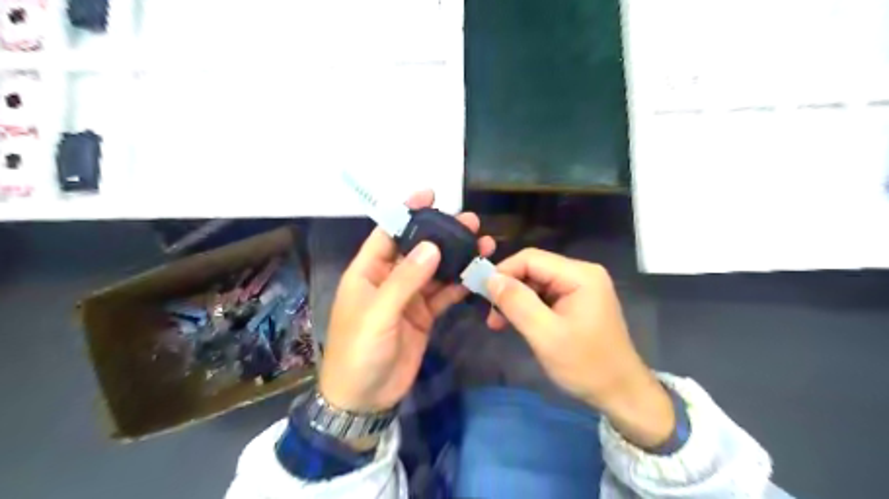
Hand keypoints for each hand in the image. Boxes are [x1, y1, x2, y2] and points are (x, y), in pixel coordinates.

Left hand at [321, 192, 497, 413]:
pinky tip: (477, 273)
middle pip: (417, 249)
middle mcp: (389, 279)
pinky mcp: (423, 315)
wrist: (365, 398)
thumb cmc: (359, 351)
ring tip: (483, 243)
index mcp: (368, 271)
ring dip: (456, 258)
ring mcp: (408, 297)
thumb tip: (431, 247)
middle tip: (470, 222)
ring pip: (435, 270)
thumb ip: (405, 280)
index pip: (388, 233)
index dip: (407, 212)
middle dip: (441, 234)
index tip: (430, 194)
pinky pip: (443, 294)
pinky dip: (459, 285)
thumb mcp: (378, 314)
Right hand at [485, 250, 674, 447]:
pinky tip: (517, 323)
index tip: (483, 295)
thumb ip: (517, 303)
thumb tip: (491, 279)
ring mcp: (581, 287)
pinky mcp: (577, 301)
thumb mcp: (545, 335)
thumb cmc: (586, 365)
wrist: (621, 393)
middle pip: (533, 269)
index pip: (531, 258)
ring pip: (536, 283)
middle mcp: (581, 273)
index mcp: (580, 275)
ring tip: (499, 323)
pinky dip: (528, 307)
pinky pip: (545, 296)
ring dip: (516, 300)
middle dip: (509, 289)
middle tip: (491, 315)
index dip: (503, 272)